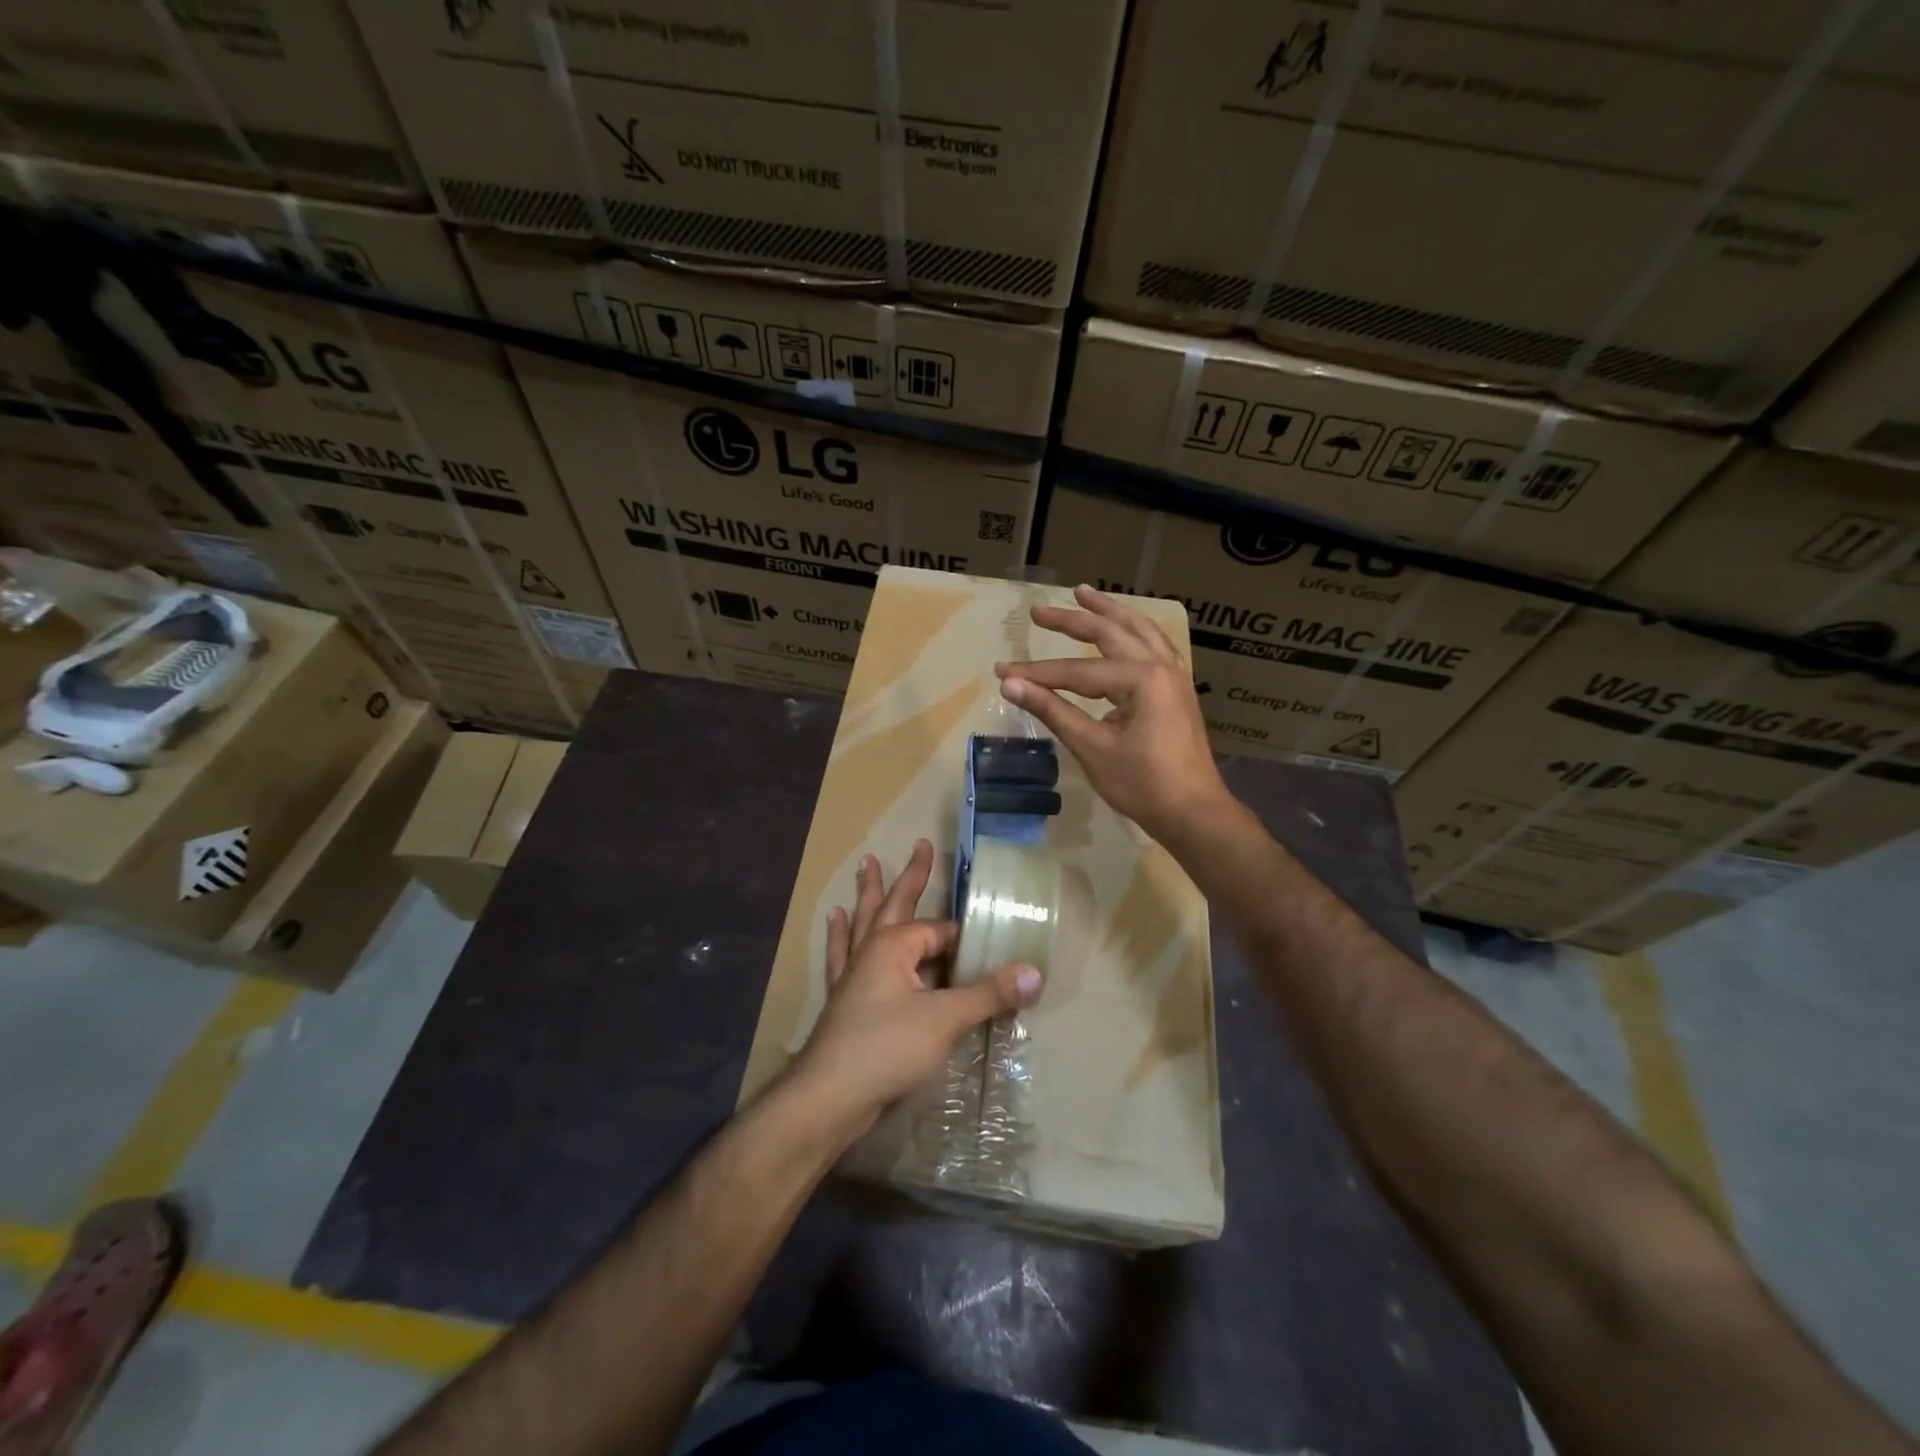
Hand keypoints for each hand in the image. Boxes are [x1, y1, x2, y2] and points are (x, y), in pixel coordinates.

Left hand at [787, 839, 1042, 1138]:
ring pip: (863, 923)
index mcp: (894, 946)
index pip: (941, 931)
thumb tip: (1035, 973)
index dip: (968, 939)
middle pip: (893, 904)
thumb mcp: (946, 1019)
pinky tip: (834, 920)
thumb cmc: (887, 1048)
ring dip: (867, 895)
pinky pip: (842, 956)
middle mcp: (871, 951)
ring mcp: (853, 975)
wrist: (830, 1098)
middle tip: (920, 845)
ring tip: (866, 865)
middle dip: (910, 876)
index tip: (994, 947)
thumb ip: (989, 995)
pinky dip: (840, 935)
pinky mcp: (843, 1000)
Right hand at [996, 584, 1232, 843]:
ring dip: (1110, 612)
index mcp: (1142, 679)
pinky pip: (1154, 647)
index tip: (1003, 671)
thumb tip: (1010, 685)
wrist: (1193, 812)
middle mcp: (1161, 666)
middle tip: (1038, 612)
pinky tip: (1126, 629)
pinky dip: (1134, 631)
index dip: (1037, 673)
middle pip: (1110, 634)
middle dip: (1073, 621)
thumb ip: (1052, 711)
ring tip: (1085, 594)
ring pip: (1139, 631)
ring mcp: (1174, 676)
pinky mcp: (1177, 690)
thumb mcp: (1092, 748)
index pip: (1077, 672)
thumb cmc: (1142, 784)